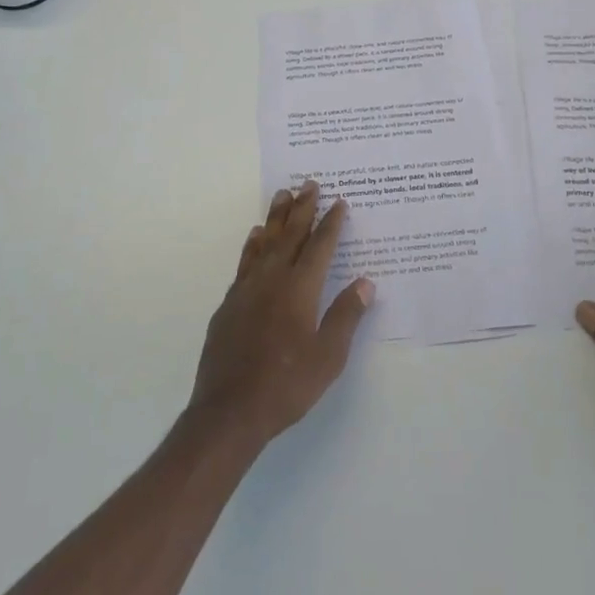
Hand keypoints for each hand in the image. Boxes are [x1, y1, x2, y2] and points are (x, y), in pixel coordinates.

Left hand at [188, 181, 374, 447]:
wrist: (229, 411)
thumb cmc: (286, 385)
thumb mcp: (328, 357)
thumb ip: (346, 316)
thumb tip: (365, 282)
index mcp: (300, 289)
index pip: (320, 246)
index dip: (331, 223)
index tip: (339, 201)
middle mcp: (273, 279)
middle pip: (290, 234)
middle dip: (302, 208)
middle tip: (309, 183)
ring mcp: (247, 289)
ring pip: (264, 242)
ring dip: (275, 217)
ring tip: (282, 195)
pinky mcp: (229, 303)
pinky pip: (245, 261)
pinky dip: (253, 244)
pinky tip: (255, 237)